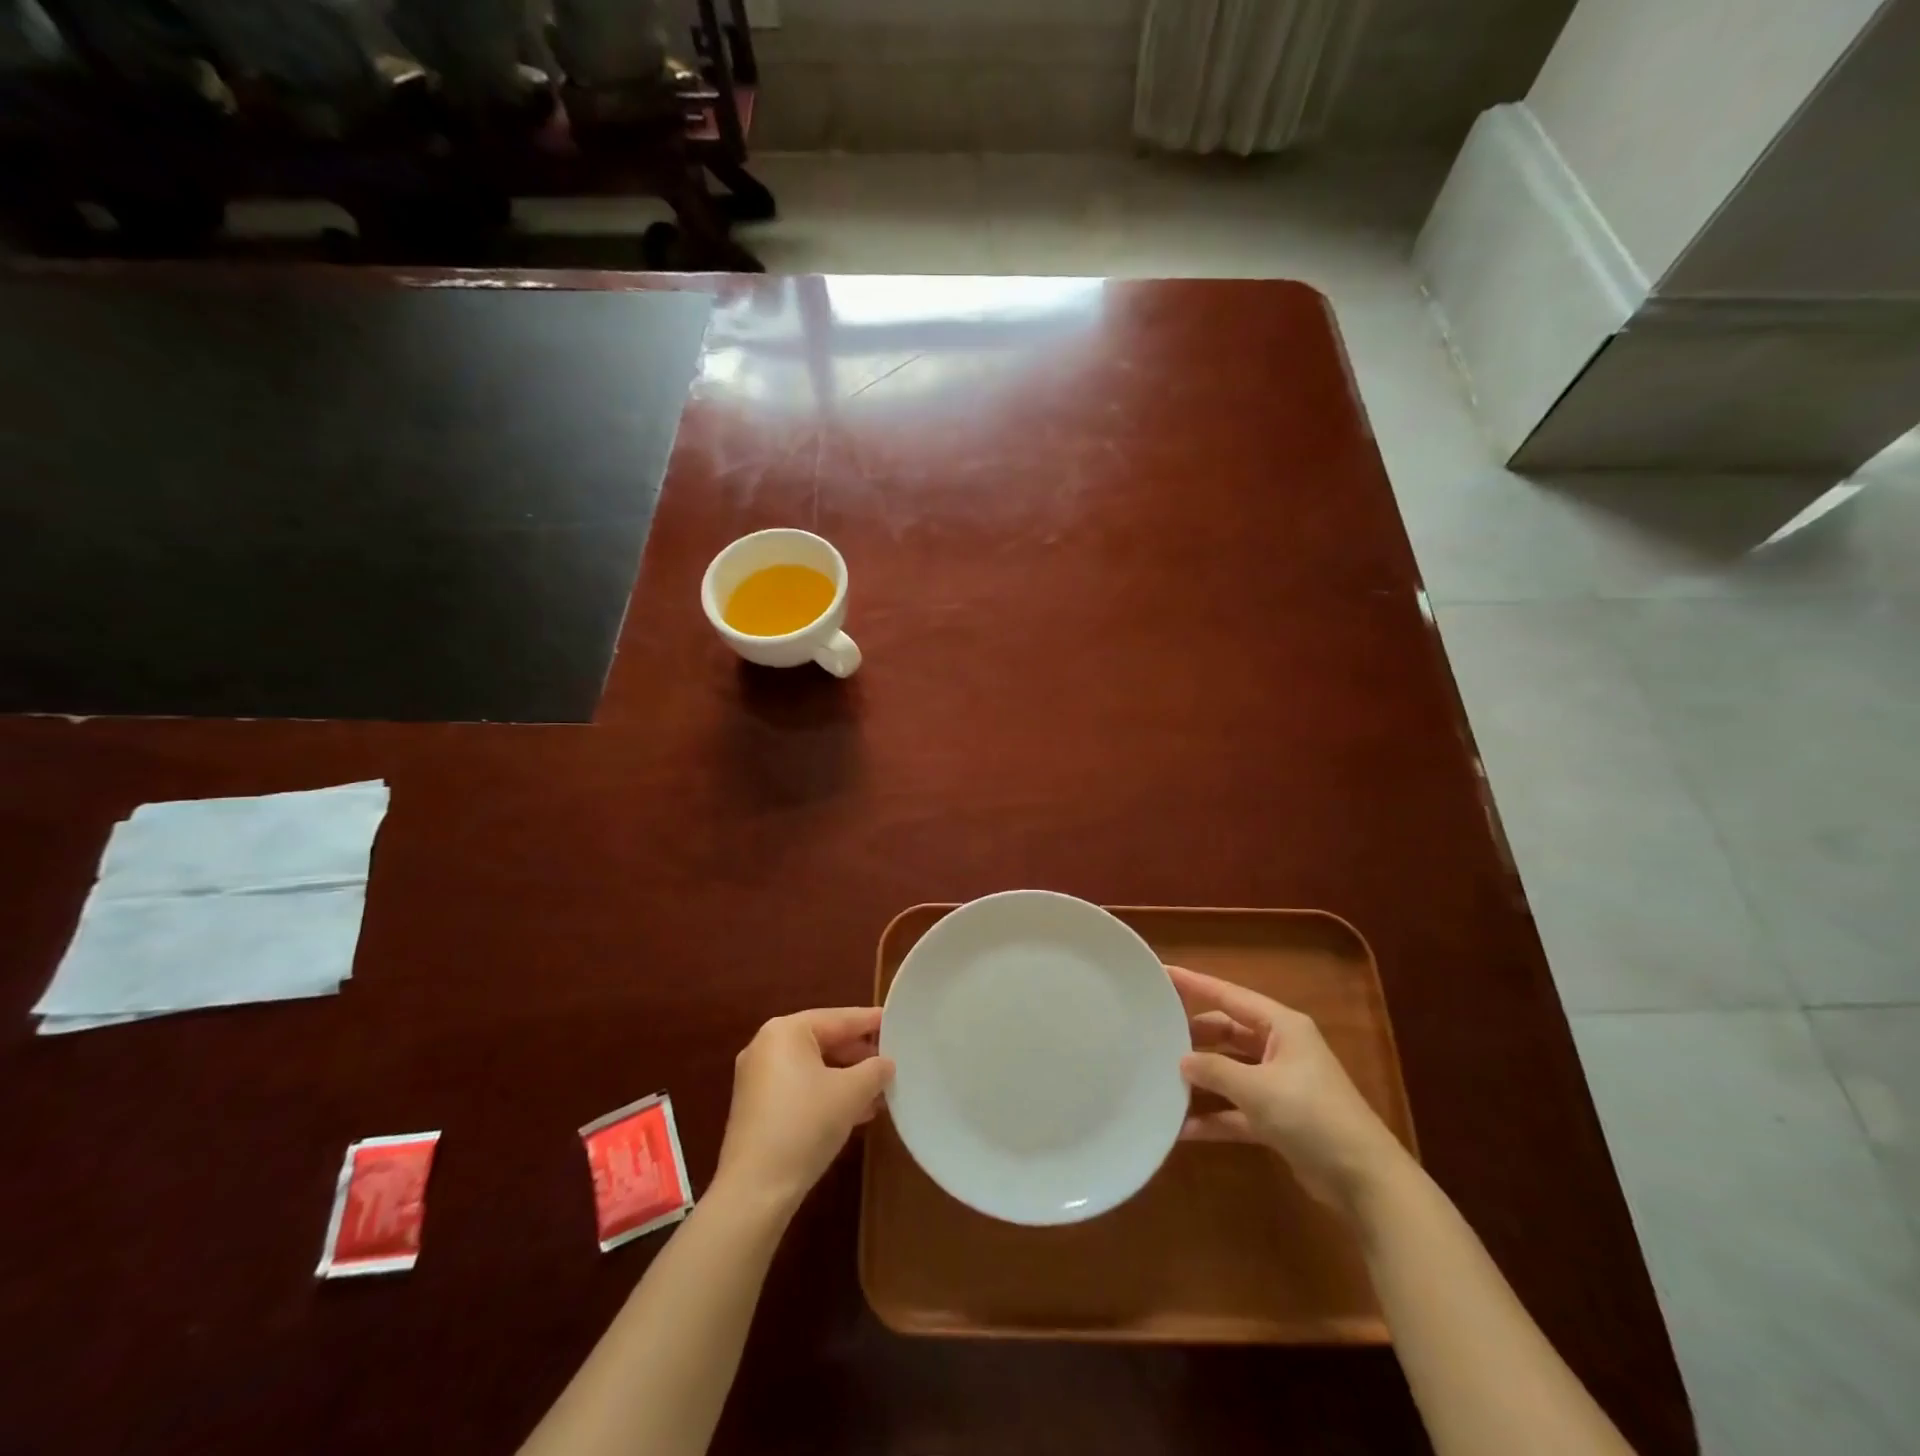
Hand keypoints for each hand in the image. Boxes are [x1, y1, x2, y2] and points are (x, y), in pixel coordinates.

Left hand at [712, 1007, 893, 1213]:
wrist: (755, 1190)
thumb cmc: (805, 1124)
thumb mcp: (852, 1092)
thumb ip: (875, 1070)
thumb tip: (886, 1063)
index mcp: (786, 1031)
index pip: (839, 1018)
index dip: (871, 1022)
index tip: (898, 1022)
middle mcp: (766, 1046)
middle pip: (824, 1041)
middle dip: (859, 1055)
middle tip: (892, 1062)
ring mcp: (757, 1079)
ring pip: (813, 1068)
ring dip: (847, 1079)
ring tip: (880, 1091)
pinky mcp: (756, 1108)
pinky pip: (800, 1088)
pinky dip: (827, 1094)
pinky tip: (856, 1112)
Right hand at [1170, 965, 1406, 1210]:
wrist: (1364, 1180)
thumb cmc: (1312, 1116)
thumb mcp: (1258, 1089)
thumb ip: (1215, 1071)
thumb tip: (1182, 1061)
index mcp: (1282, 1026)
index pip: (1230, 995)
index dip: (1195, 984)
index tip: (1162, 973)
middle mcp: (1281, 1048)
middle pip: (1228, 1032)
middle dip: (1194, 1035)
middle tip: (1155, 1034)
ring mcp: (1280, 1084)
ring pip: (1231, 1070)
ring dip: (1202, 1078)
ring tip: (1162, 1077)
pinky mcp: (1279, 1119)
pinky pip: (1237, 1109)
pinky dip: (1215, 1116)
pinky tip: (1184, 1128)